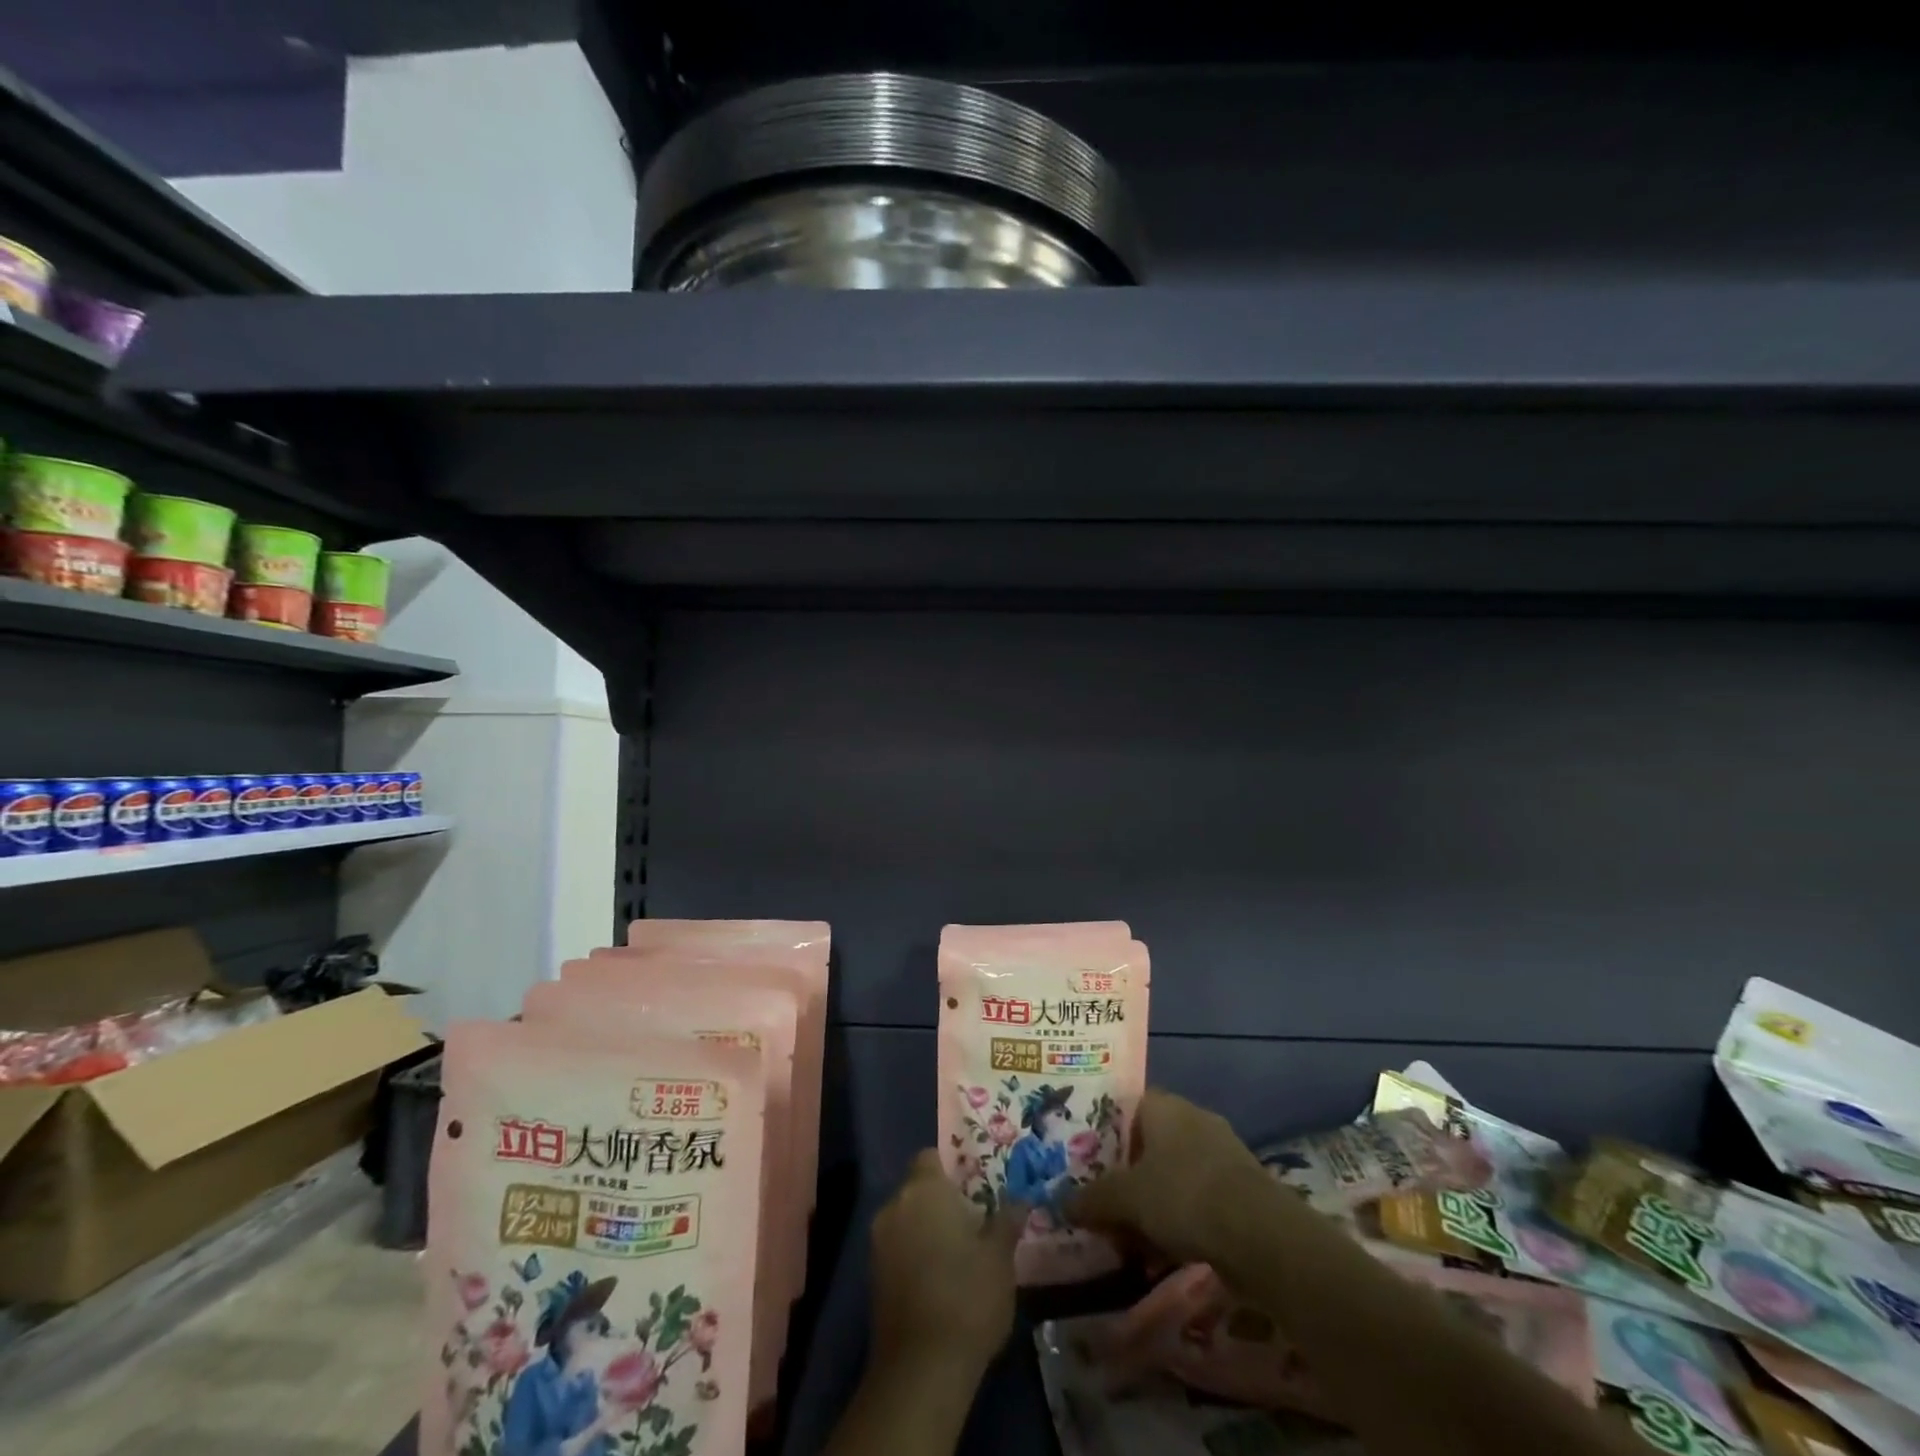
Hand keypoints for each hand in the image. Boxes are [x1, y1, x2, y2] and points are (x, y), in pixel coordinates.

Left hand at [869, 1149, 1024, 1375]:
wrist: (921, 1369)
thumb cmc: (967, 1296)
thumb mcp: (1000, 1257)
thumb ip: (1007, 1221)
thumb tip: (1020, 1199)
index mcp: (924, 1189)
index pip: (931, 1157)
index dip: (951, 1169)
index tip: (974, 1188)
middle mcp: (895, 1205)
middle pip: (918, 1188)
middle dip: (941, 1200)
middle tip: (974, 1221)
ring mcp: (878, 1241)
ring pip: (907, 1219)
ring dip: (927, 1228)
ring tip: (959, 1253)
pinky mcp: (872, 1276)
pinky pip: (897, 1247)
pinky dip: (915, 1254)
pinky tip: (939, 1279)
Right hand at [1065, 1088, 1265, 1264]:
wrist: (1262, 1235)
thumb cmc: (1184, 1196)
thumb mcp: (1126, 1198)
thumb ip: (1093, 1199)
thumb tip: (1062, 1204)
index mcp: (1164, 1106)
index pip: (1126, 1107)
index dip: (1105, 1134)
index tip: (1087, 1163)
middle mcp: (1193, 1119)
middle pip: (1149, 1145)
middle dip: (1127, 1178)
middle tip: (1104, 1207)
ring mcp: (1221, 1153)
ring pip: (1172, 1176)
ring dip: (1152, 1206)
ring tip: (1130, 1242)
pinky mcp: (1241, 1188)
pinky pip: (1198, 1199)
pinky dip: (1180, 1223)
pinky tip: (1164, 1256)